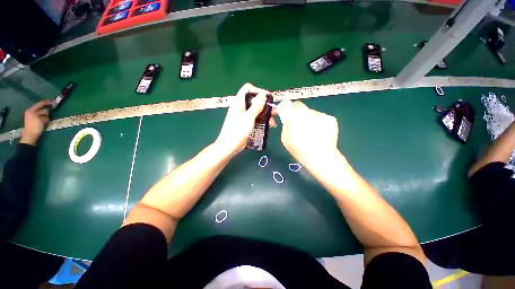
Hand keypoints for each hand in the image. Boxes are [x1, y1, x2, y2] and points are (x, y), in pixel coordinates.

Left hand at [20, 100, 52, 145]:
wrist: (30, 137)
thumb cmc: (35, 127)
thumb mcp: (41, 119)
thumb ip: (44, 114)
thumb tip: (47, 112)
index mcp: (31, 110)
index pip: (40, 104)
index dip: (47, 102)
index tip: (53, 102)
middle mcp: (31, 112)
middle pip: (41, 108)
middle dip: (46, 111)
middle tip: (51, 114)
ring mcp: (32, 116)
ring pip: (41, 113)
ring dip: (45, 115)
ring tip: (47, 119)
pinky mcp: (34, 121)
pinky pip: (41, 117)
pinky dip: (44, 118)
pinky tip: (45, 121)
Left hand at [215, 83, 275, 156]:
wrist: (229, 146)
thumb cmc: (237, 131)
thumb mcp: (249, 117)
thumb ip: (256, 105)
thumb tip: (263, 94)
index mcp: (238, 102)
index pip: (247, 89)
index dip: (258, 91)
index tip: (268, 98)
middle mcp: (241, 107)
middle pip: (254, 100)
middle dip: (265, 105)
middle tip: (275, 111)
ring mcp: (243, 116)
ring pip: (256, 110)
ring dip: (266, 114)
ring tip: (273, 122)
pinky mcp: (246, 123)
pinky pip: (255, 118)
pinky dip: (262, 120)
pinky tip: (269, 125)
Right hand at [273, 100, 338, 168]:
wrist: (323, 158)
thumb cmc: (300, 151)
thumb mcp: (285, 139)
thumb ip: (285, 125)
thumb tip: (286, 116)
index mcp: (296, 117)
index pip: (288, 103)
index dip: (284, 107)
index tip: (283, 112)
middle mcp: (309, 112)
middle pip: (300, 107)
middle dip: (296, 114)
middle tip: (297, 125)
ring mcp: (321, 115)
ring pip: (310, 112)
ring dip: (307, 119)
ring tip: (310, 132)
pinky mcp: (331, 119)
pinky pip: (319, 117)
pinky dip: (317, 122)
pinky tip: (318, 133)